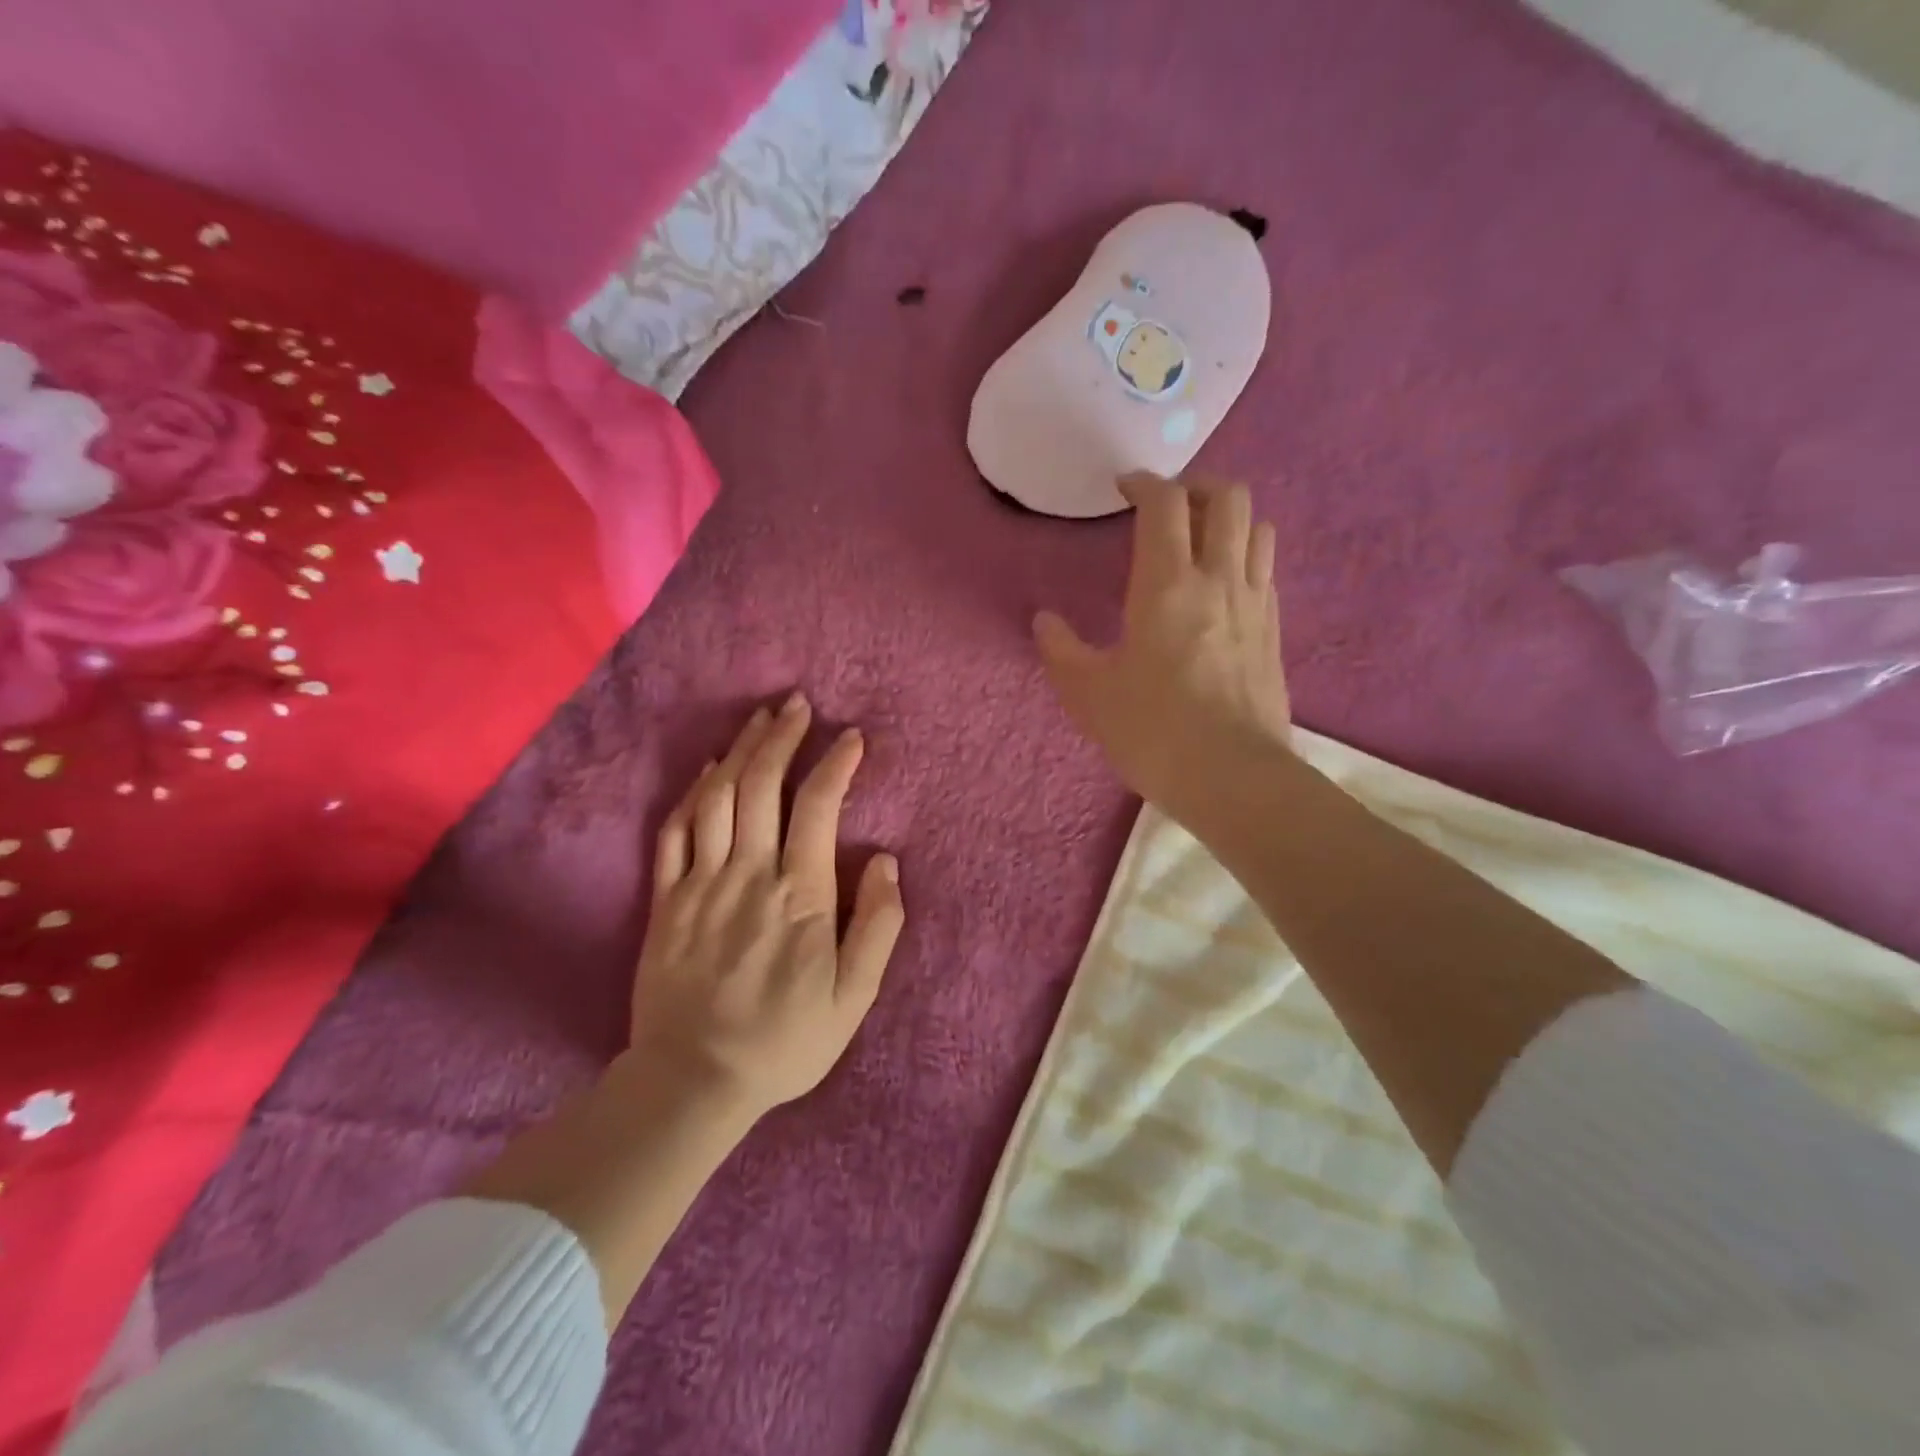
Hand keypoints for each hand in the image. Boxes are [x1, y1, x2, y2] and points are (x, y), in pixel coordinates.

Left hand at [629, 695, 904, 1118]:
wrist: (694, 1080)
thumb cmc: (785, 1040)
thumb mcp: (855, 997)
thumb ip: (878, 925)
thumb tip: (885, 862)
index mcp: (800, 895)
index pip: (817, 807)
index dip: (836, 764)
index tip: (851, 739)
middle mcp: (749, 874)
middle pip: (761, 785)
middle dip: (781, 737)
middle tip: (796, 704)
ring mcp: (701, 883)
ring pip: (718, 797)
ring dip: (740, 750)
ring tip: (760, 720)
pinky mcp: (666, 899)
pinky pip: (675, 831)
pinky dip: (693, 792)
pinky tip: (708, 769)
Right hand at [1035, 472, 1290, 826]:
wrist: (1233, 777)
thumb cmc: (1153, 731)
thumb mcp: (1089, 695)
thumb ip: (1061, 651)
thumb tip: (1044, 621)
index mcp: (1167, 584)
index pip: (1164, 503)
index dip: (1144, 483)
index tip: (1123, 489)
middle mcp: (1218, 578)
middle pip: (1227, 496)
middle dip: (1196, 486)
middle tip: (1167, 506)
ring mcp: (1255, 603)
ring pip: (1257, 527)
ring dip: (1228, 518)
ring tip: (1200, 539)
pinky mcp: (1274, 631)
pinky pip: (1266, 570)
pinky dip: (1245, 557)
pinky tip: (1223, 587)